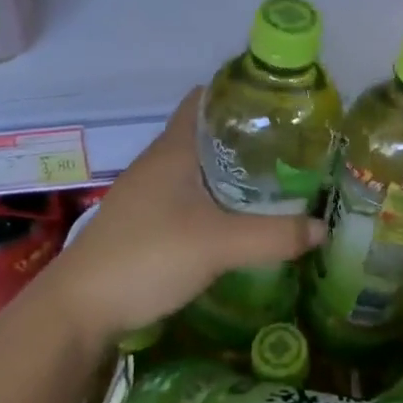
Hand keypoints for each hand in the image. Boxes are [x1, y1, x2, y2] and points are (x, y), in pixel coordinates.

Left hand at [37, 90, 322, 346]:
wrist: (80, 308)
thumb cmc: (148, 256)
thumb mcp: (219, 245)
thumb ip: (274, 236)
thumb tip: (322, 226)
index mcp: (174, 149)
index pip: (205, 99)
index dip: (238, 95)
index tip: (278, 104)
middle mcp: (159, 161)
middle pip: (206, 133)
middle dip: (246, 136)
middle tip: (290, 147)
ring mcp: (147, 192)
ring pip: (197, 166)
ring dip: (230, 169)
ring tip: (274, 179)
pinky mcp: (144, 220)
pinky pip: (187, 194)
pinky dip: (214, 196)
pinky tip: (236, 217)